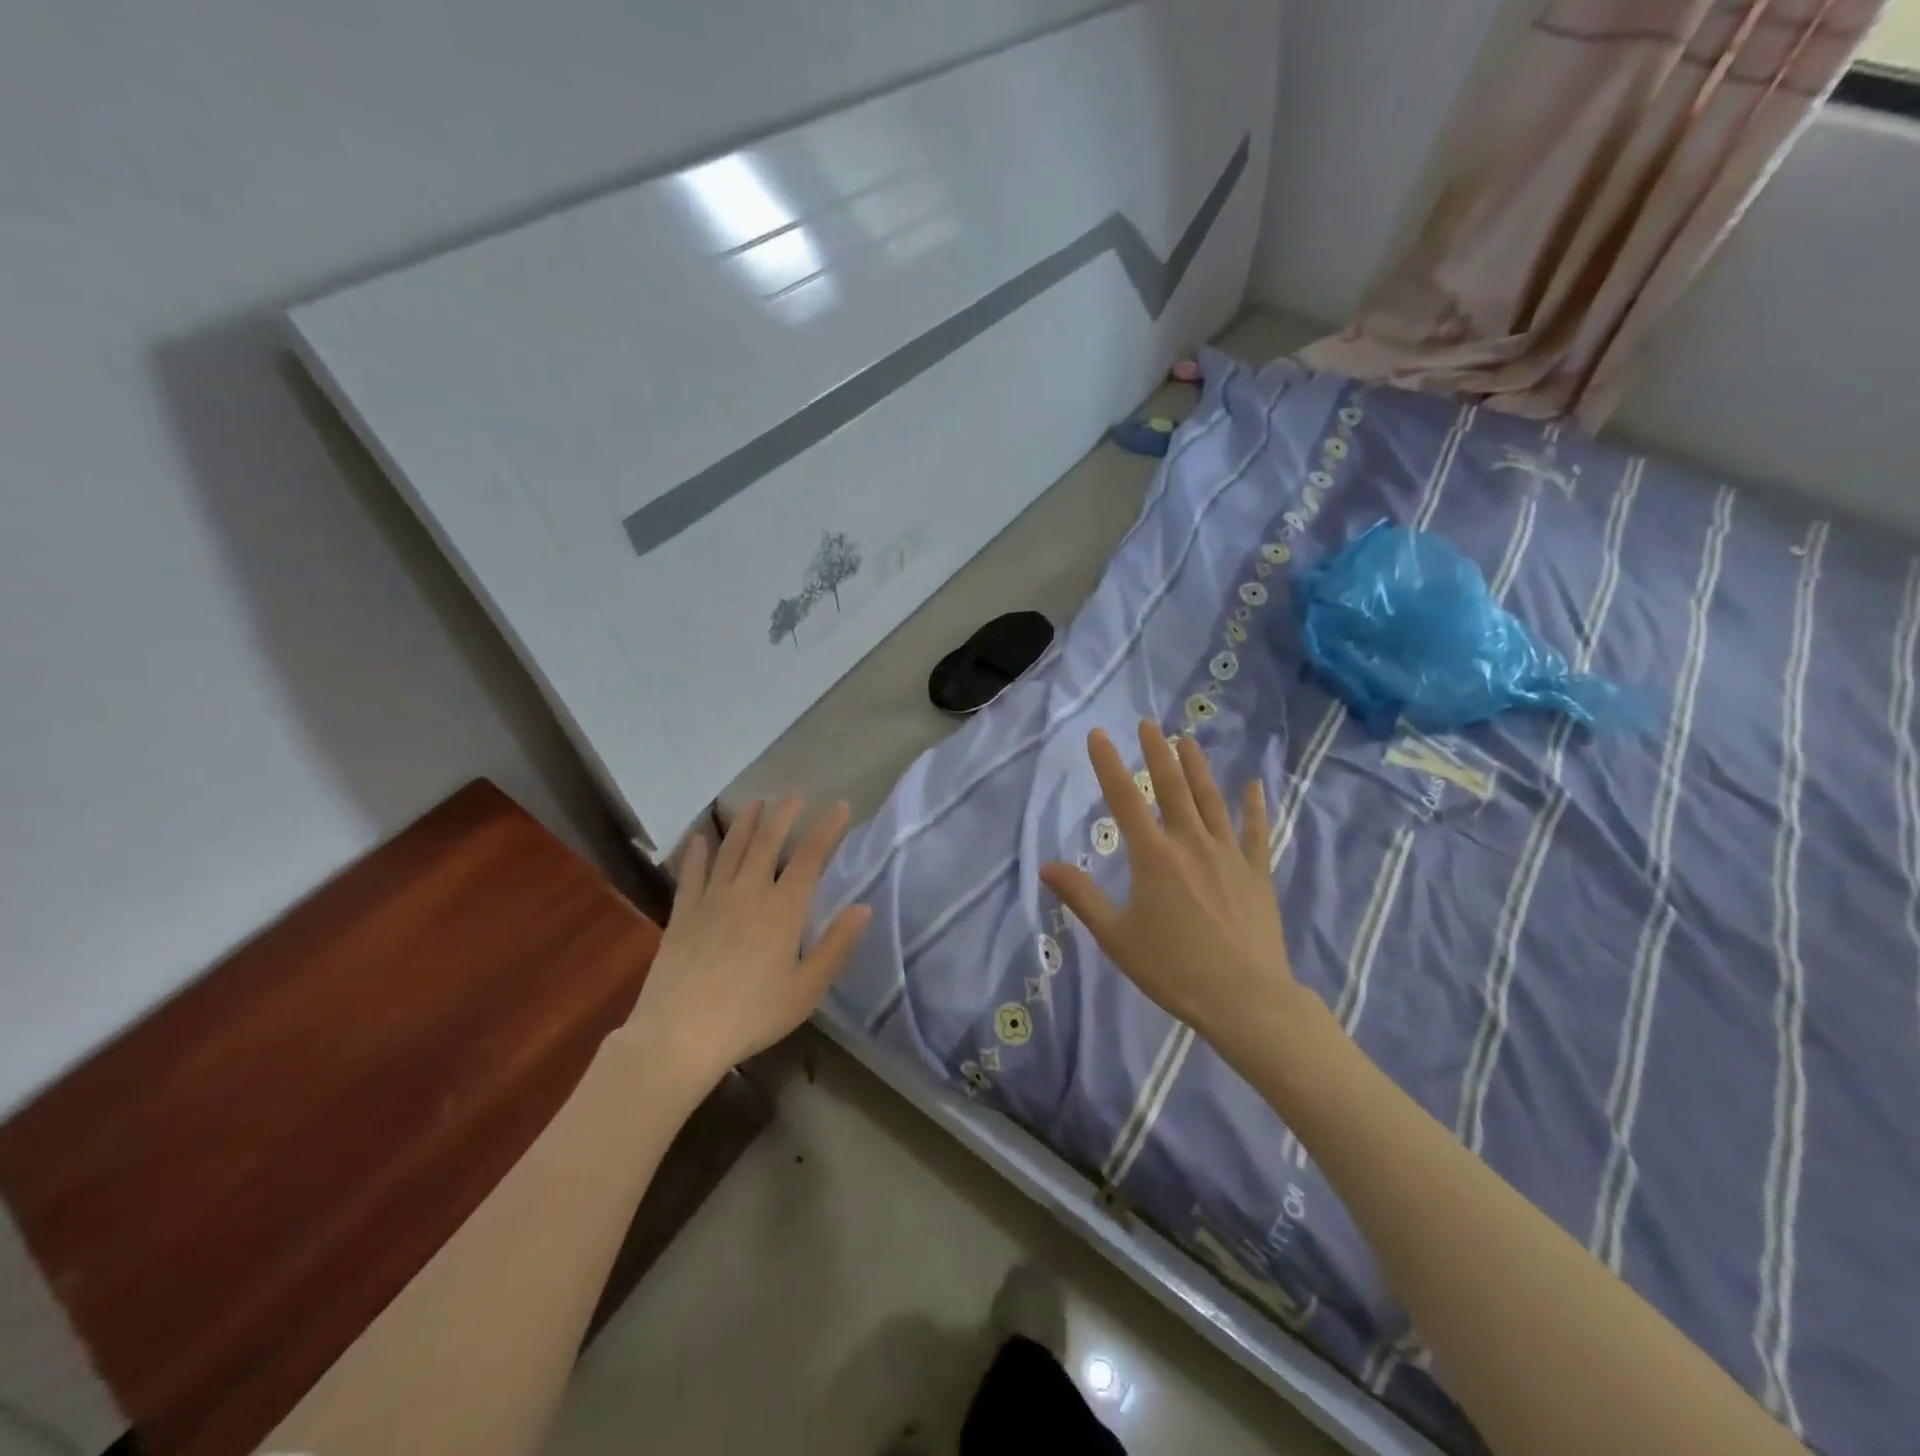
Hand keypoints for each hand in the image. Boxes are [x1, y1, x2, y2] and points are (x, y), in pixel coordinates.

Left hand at [624, 796, 870, 1092]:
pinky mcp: (682, 914)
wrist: (679, 1035)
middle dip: (784, 814)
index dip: (826, 829)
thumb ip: (836, 947)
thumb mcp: (806, 990)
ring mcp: (711, 900)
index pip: (810, 858)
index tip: (839, 806)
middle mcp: (748, 893)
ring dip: (744, 823)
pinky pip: (691, 875)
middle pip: (767, 842)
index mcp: (782, 910)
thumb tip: (863, 908)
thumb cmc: (752, 1015)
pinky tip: (699, 838)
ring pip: (730, 850)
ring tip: (755, 802)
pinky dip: (696, 854)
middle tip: (794, 793)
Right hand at [1040, 722, 1311, 1068]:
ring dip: (1197, 767)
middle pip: (1171, 787)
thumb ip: (1081, 897)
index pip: (1124, 799)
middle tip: (1149, 724)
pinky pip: (1255, 830)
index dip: (1109, 764)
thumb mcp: (1116, 936)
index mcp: (1153, 856)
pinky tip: (1254, 784)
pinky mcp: (1256, 872)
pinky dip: (1254, 805)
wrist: (1245, 998)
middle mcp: (1190, 842)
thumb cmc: (1173, 968)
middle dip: (1157, 753)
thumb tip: (1047, 866)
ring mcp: (1228, 854)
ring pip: (1211, 799)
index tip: (1099, 734)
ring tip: (1187, 740)